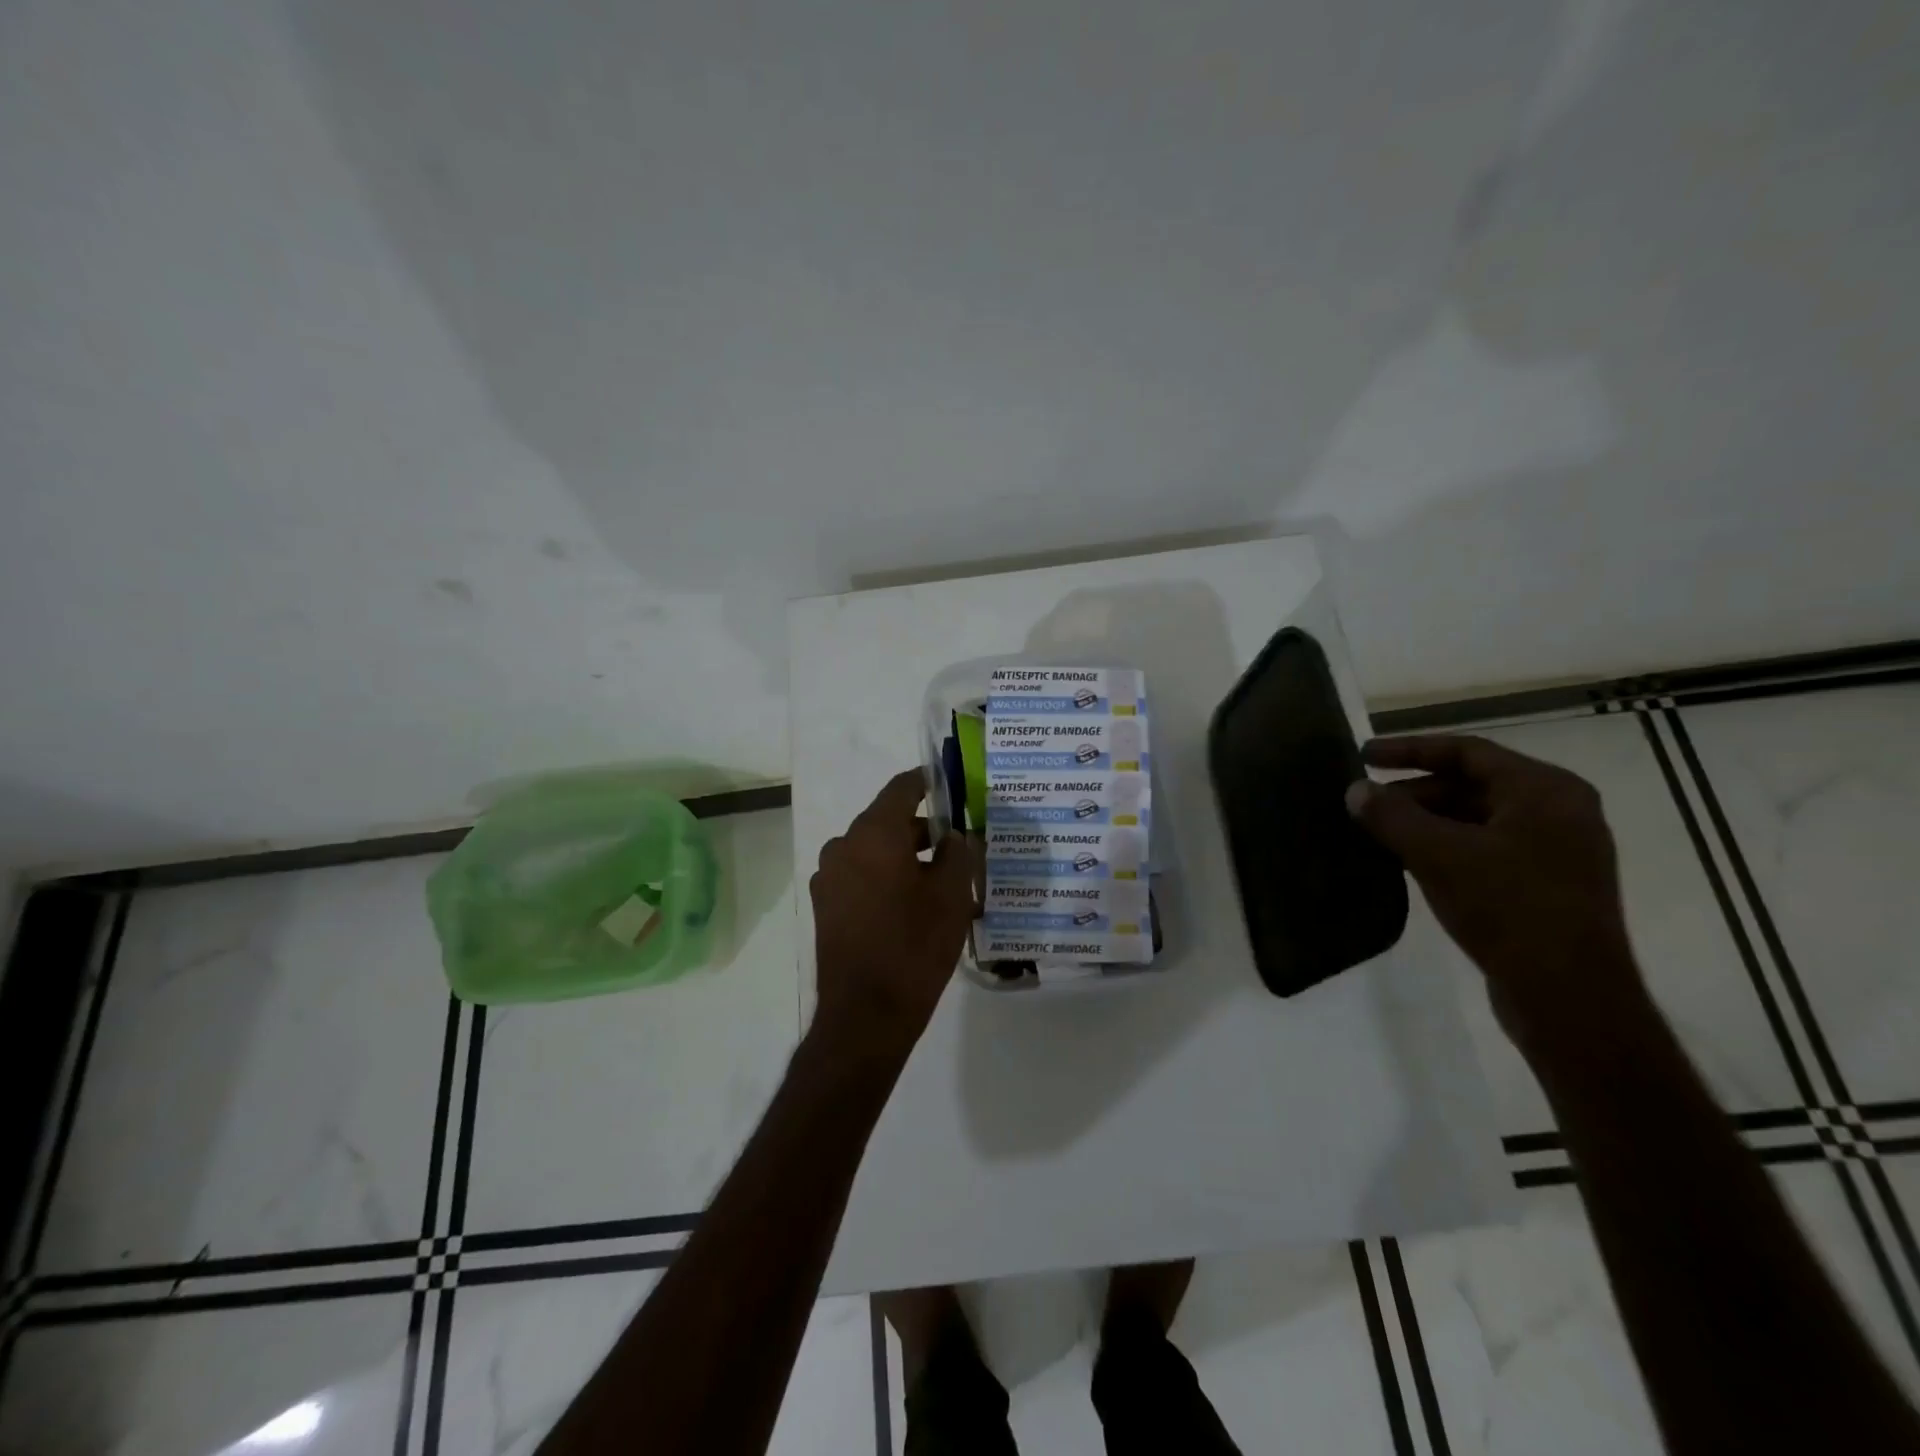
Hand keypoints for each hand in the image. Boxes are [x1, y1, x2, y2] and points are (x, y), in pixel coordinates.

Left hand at [810, 769, 975, 1059]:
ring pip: (874, 851)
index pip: (902, 788)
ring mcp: (829, 878)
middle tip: (960, 845)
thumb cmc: (914, 947)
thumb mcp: (952, 896)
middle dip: (924, 830)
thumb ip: (959, 853)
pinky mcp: (826, 906)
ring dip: (906, 857)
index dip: (928, 782)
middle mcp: (843, 846)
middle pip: (888, 822)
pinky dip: (886, 878)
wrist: (865, 1016)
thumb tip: (956, 836)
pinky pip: (861, 876)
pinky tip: (913, 905)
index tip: (951, 785)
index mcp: (873, 834)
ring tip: (943, 881)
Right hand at [1345, 733, 1647, 1043]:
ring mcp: (1555, 850)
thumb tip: (1355, 790)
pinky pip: (1484, 847)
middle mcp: (1558, 811)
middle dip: (1413, 791)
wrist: (1569, 998)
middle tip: (1365, 803)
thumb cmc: (1508, 909)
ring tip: (1377, 832)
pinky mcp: (1545, 884)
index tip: (1363, 755)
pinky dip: (1444, 846)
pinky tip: (1407, 861)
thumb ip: (1392, 816)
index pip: (1466, 751)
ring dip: (1425, 821)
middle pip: (1471, 784)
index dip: (1409, 750)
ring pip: (1475, 818)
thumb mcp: (1438, 855)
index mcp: (1545, 790)